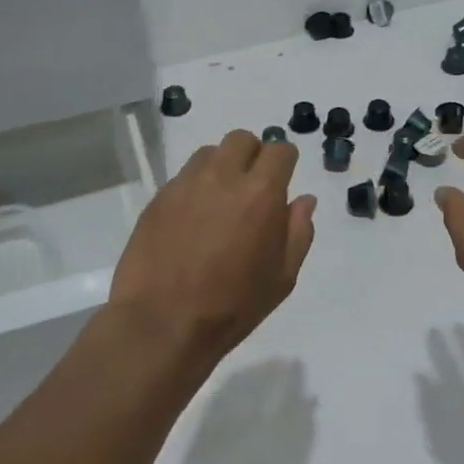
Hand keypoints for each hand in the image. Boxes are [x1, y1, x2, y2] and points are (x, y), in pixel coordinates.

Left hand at [108, 130, 315, 366]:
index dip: (284, 163)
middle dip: (252, 155)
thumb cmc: (232, 305)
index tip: (282, 182)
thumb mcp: (282, 277)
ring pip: (210, 153)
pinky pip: (183, 176)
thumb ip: (299, 232)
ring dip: (221, 167)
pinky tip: (192, 219)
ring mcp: (186, 184)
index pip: (280, 150)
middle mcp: (223, 176)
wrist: (161, 324)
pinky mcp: (158, 198)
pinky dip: (195, 187)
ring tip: (219, 200)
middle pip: (242, 139)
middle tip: (251, 188)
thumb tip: (304, 200)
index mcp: (261, 192)